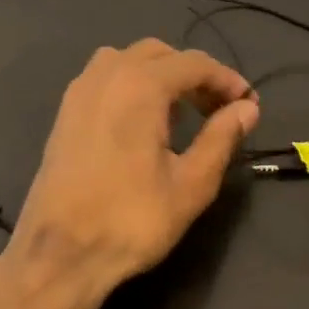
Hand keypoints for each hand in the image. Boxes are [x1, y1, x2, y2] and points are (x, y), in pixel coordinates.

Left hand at [0, 40, 257, 308]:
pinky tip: (143, 122)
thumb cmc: (132, 221)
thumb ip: (222, 138)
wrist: (59, 254)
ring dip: (161, 75)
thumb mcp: (191, 184)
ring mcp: (80, 92)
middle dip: (195, 74)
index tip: (248, 104)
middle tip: (218, 110)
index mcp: (140, 86)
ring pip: (129, 60)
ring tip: (181, 113)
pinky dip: (132, 84)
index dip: (227, 80)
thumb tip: (247, 108)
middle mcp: (107, 76)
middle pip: (161, 54)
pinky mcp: (65, 113)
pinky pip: (105, 78)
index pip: (195, 64)